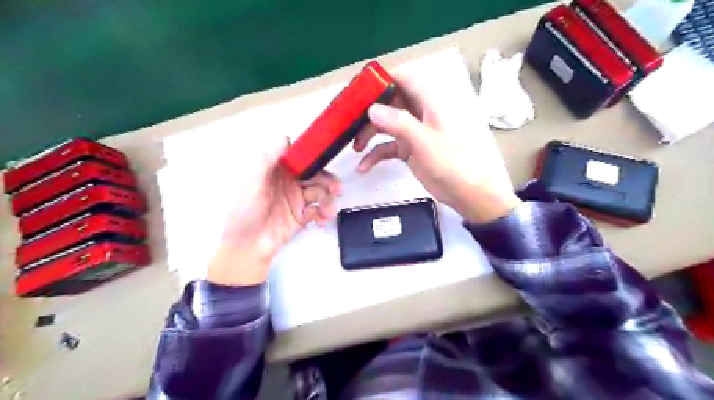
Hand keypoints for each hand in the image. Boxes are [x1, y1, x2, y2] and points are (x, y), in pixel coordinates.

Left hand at [206, 140, 339, 286]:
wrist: (247, 247)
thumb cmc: (247, 212)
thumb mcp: (255, 184)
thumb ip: (270, 161)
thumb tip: (285, 137)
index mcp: (278, 173)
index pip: (301, 161)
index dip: (315, 160)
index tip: (327, 161)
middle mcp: (290, 185)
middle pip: (316, 178)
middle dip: (328, 182)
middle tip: (337, 190)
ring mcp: (298, 201)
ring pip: (320, 194)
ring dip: (327, 201)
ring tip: (327, 212)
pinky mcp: (303, 217)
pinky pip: (319, 211)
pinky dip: (323, 214)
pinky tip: (322, 220)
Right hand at [353, 72, 521, 224]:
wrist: (466, 192)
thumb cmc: (452, 163)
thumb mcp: (424, 141)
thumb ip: (399, 123)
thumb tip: (372, 109)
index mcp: (428, 103)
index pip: (403, 79)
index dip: (381, 80)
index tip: (359, 90)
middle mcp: (418, 113)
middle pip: (389, 102)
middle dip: (368, 111)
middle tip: (348, 121)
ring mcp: (413, 131)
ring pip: (385, 124)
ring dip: (368, 134)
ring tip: (355, 147)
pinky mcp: (409, 149)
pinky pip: (387, 146)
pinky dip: (375, 154)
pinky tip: (364, 166)